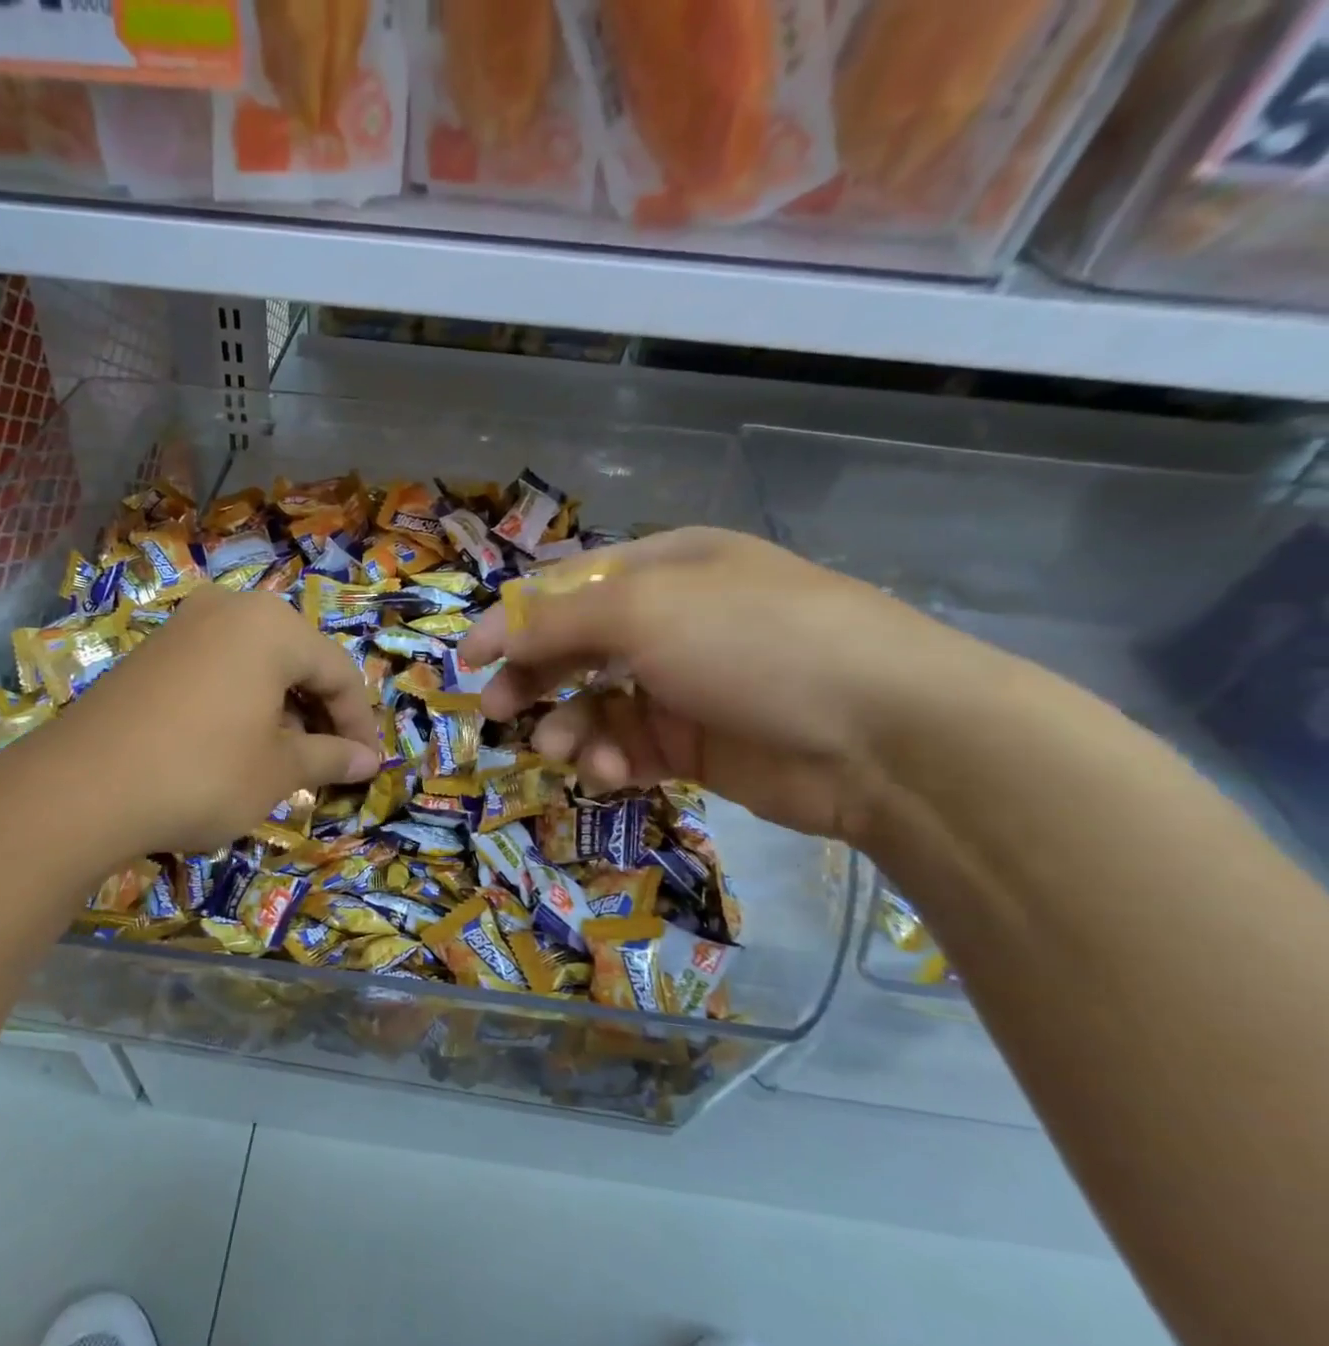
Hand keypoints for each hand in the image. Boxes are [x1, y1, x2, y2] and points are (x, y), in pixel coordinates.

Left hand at [30, 586, 381, 856]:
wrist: (81, 788)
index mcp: (273, 626)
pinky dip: (242, 703)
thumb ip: (331, 758)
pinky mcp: (151, 652)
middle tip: (331, 762)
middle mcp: (230, 609)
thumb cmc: (203, 772)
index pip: (339, 672)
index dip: (360, 724)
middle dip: (320, 714)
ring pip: (257, 665)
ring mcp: (184, 626)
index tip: (369, 767)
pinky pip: (217, 670)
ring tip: (286, 759)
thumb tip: (370, 762)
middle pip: (298, 661)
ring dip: (282, 710)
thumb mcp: (279, 771)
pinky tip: (237, 744)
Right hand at [459, 528, 977, 842]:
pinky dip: (612, 760)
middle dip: (534, 678)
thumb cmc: (754, 643)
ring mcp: (687, 685)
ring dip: (573, 727)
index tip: (467, 661)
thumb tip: (494, 634)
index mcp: (665, 568)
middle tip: (499, 712)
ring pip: (598, 704)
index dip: (512, 620)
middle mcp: (673, 621)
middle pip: (577, 647)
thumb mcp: (645, 612)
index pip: (568, 587)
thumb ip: (558, 621)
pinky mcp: (698, 744)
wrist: (883, 733)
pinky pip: (632, 747)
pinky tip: (612, 772)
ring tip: (565, 750)